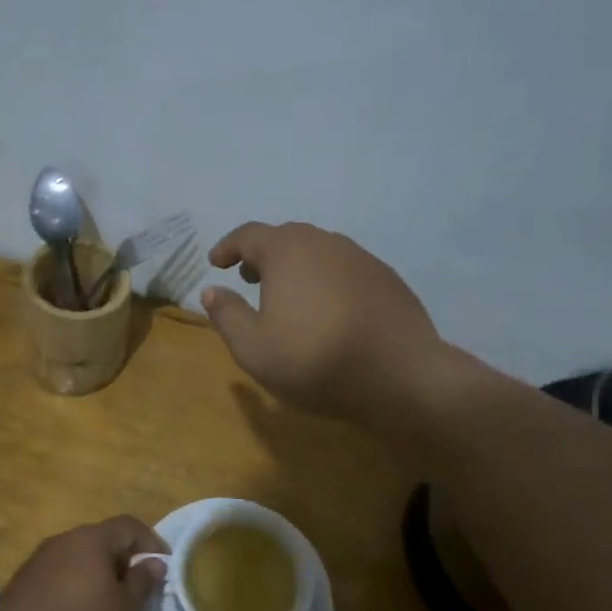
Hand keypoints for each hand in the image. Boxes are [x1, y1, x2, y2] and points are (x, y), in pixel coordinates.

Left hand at [0, 517, 167, 610]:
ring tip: (109, 605)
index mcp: (91, 539)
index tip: (164, 565)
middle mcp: (62, 541)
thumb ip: (142, 583)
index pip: (128, 525)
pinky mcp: (21, 585)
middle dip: (123, 560)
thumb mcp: (123, 610)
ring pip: (77, 559)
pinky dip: (74, 588)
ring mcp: (37, 562)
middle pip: (100, 540)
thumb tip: (155, 562)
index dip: (151, 541)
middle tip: (138, 588)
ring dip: (96, 575)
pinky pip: (57, 577)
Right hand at [202, 221, 445, 423]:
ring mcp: (362, 258)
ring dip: (297, 267)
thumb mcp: (253, 348)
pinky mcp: (387, 278)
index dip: (228, 247)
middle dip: (263, 255)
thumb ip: (227, 315)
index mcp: (288, 251)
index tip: (216, 263)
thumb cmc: (314, 360)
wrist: (400, 375)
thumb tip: (211, 290)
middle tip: (249, 278)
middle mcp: (325, 243)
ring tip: (288, 295)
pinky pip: (345, 270)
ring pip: (319, 252)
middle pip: (286, 238)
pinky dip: (327, 280)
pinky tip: (328, 310)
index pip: (249, 235)